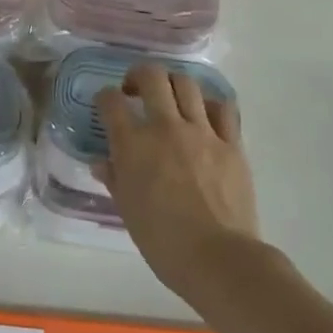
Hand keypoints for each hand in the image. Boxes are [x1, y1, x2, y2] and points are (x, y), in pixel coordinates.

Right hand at [94, 62, 260, 297]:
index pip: (111, 102)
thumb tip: (101, 162)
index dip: (104, 97)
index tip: (106, 103)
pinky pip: (223, 109)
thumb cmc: (162, 240)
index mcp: (133, 144)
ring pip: (187, 84)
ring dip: (173, 84)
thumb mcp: (126, 210)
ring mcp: (202, 132)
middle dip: (138, 75)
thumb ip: (114, 178)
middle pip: (151, 77)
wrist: (217, 257)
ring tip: (170, 98)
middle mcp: (166, 127)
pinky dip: (210, 104)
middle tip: (135, 89)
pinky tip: (205, 115)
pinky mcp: (232, 144)